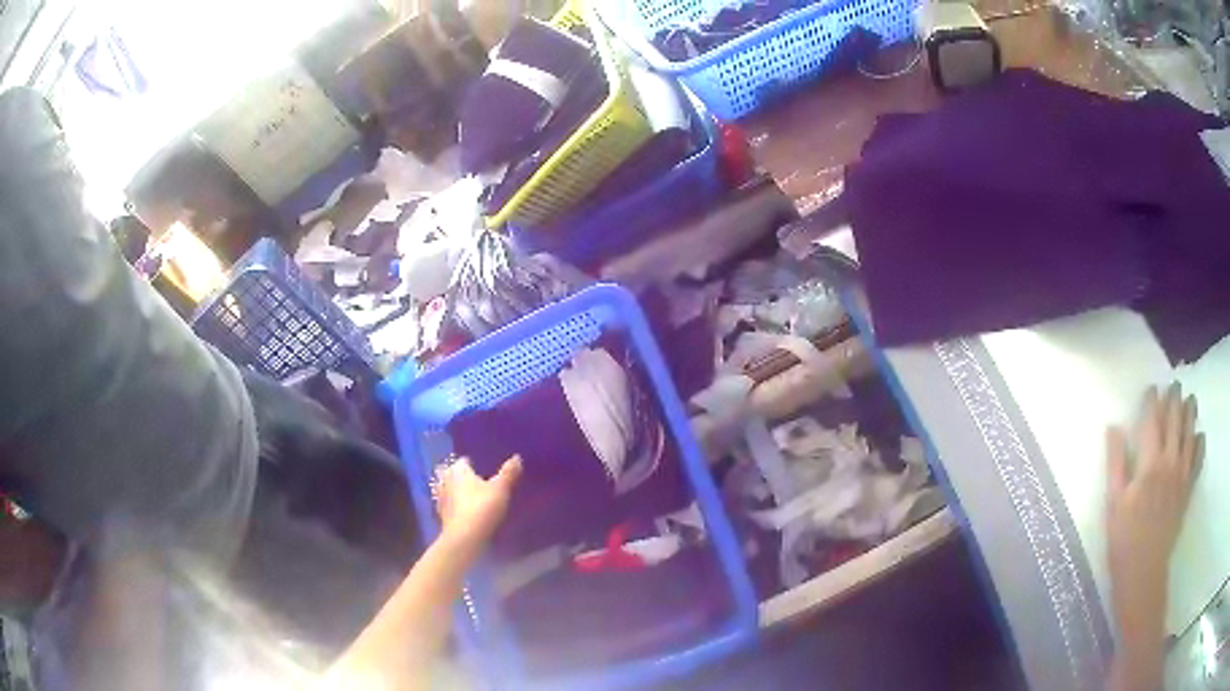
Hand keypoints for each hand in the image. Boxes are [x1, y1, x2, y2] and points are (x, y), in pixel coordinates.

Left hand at [436, 456, 521, 551]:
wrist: (464, 539)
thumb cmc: (481, 508)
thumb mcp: (501, 489)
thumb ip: (508, 473)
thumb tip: (517, 457)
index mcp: (457, 470)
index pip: (465, 461)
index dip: (477, 464)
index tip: (488, 471)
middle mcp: (445, 481)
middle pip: (457, 476)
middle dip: (468, 479)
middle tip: (486, 485)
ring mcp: (442, 499)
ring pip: (454, 492)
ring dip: (463, 495)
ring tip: (479, 501)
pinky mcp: (442, 517)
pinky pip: (453, 507)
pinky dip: (460, 509)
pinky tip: (472, 515)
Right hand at [1105, 384, 1203, 689]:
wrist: (1143, 574)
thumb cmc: (1123, 541)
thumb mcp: (1113, 504)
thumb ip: (1115, 463)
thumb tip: (1113, 427)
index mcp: (1149, 463)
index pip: (1152, 421)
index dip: (1152, 401)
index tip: (1151, 390)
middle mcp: (1170, 461)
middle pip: (1175, 421)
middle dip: (1175, 399)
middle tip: (1175, 384)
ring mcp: (1182, 475)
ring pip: (1190, 434)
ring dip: (1190, 413)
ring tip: (1190, 400)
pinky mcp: (1188, 490)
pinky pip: (1198, 459)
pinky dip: (1200, 443)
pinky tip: (1199, 436)